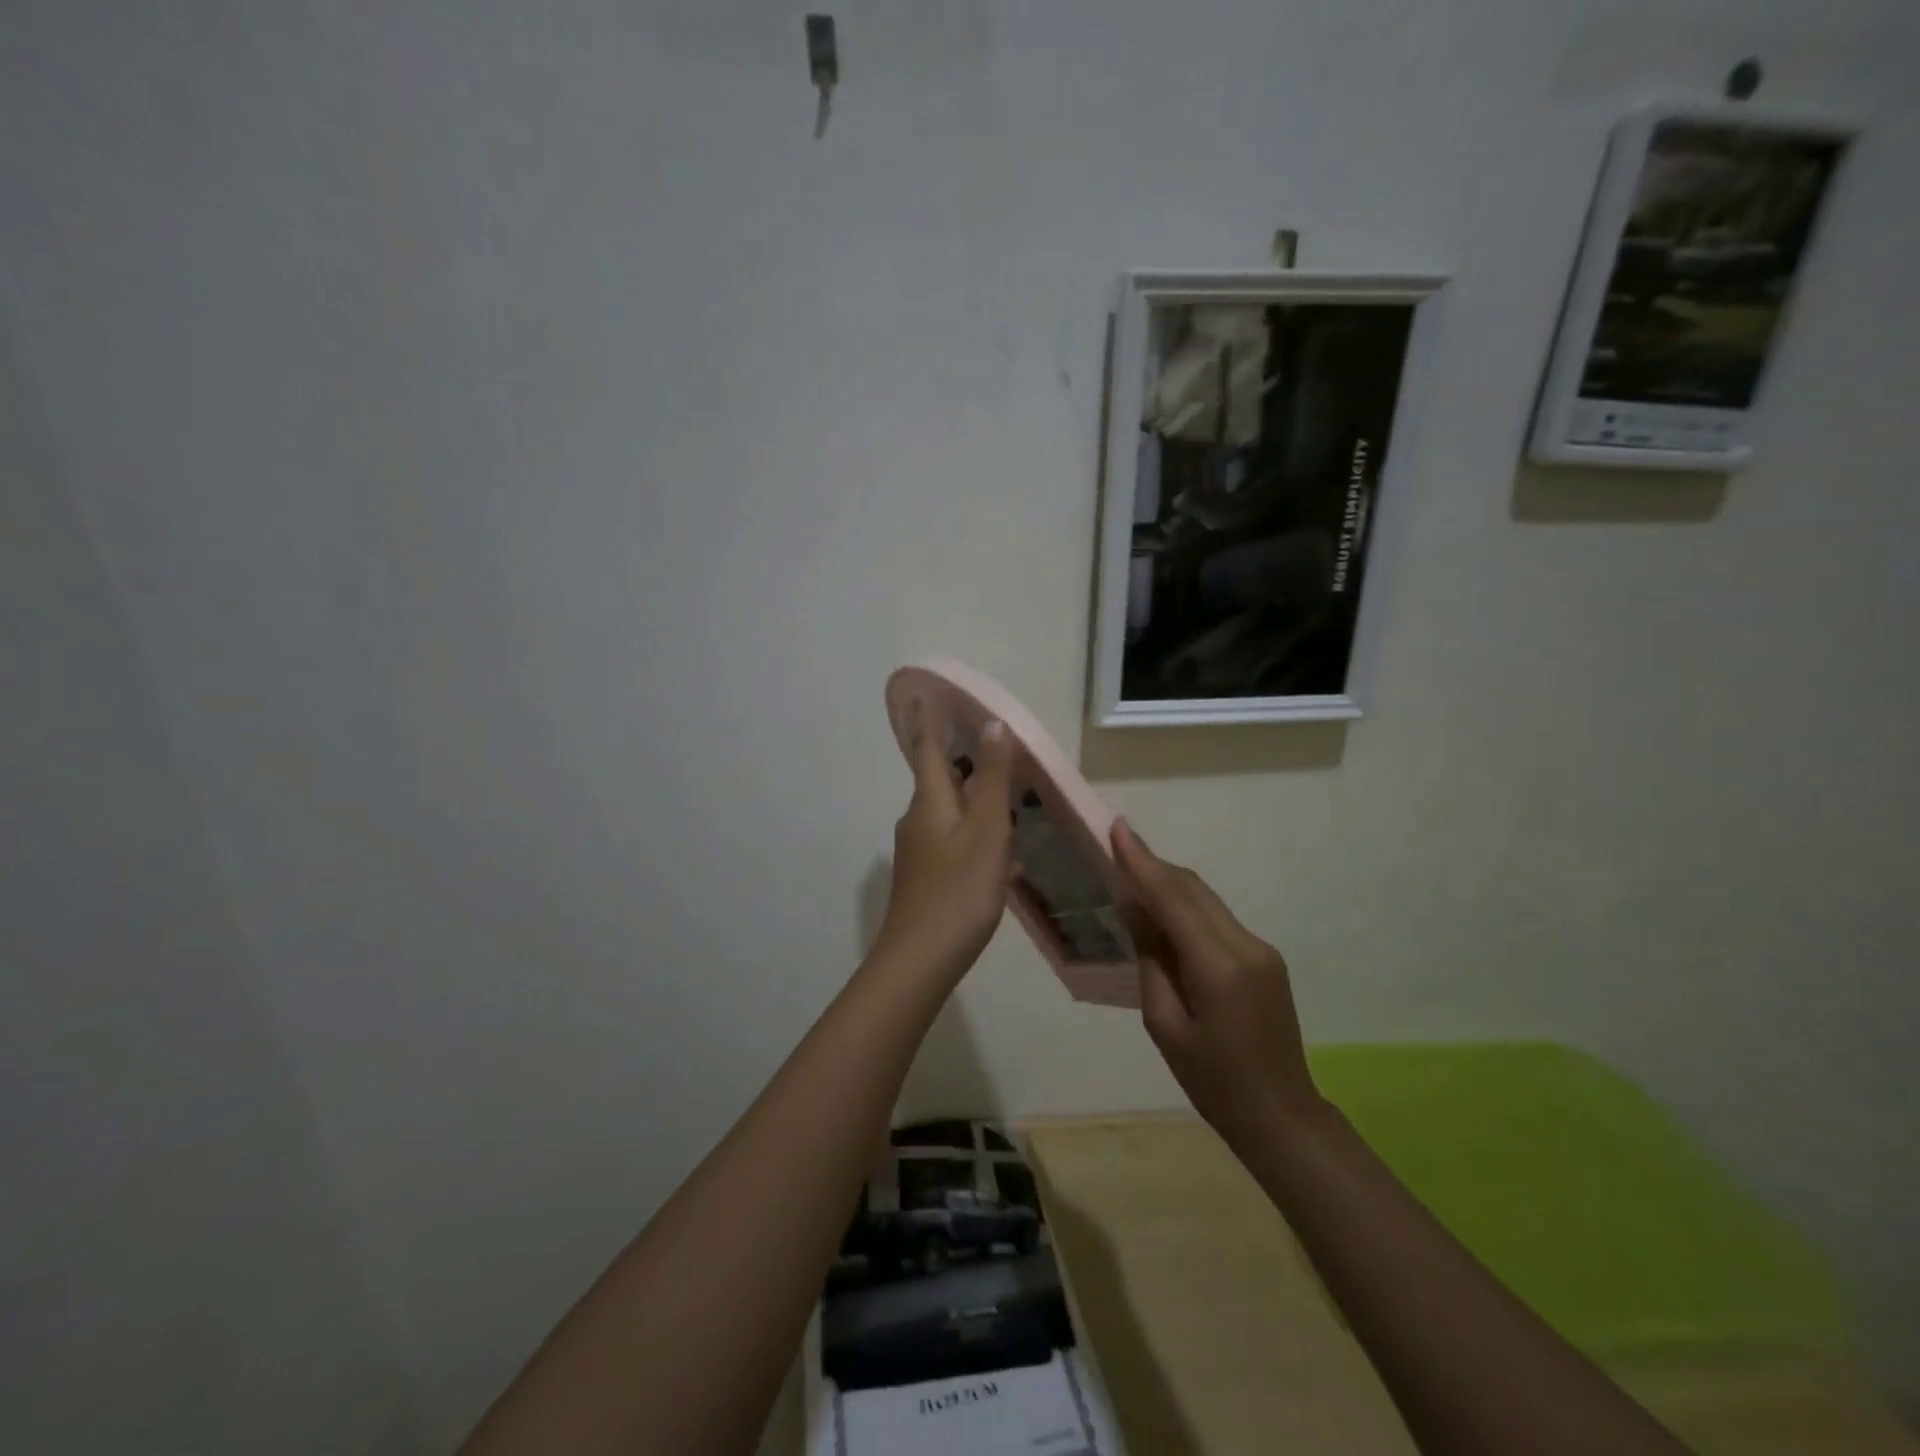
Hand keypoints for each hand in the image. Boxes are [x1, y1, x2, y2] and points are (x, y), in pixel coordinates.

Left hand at [874, 700, 1016, 983]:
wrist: (920, 959)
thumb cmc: (959, 889)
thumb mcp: (986, 829)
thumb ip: (991, 778)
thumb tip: (992, 724)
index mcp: (929, 801)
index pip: (927, 747)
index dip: (930, 720)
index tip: (929, 693)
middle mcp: (917, 819)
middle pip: (941, 780)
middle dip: (965, 763)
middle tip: (996, 753)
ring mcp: (919, 852)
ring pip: (951, 814)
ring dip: (977, 803)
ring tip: (1011, 805)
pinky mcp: (926, 879)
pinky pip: (954, 843)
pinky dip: (978, 838)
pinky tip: (1004, 859)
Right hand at [1112, 819, 1320, 1143]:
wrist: (1281, 1116)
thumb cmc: (1213, 1082)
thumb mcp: (1165, 1026)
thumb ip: (1151, 962)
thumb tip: (1138, 913)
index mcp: (1218, 967)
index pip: (1173, 899)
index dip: (1142, 861)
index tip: (1117, 828)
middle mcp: (1245, 945)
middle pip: (1193, 889)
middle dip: (1153, 865)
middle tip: (1116, 846)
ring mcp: (1261, 949)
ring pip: (1206, 900)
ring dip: (1169, 885)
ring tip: (1132, 877)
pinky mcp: (1265, 958)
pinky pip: (1217, 919)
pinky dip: (1187, 908)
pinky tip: (1164, 915)